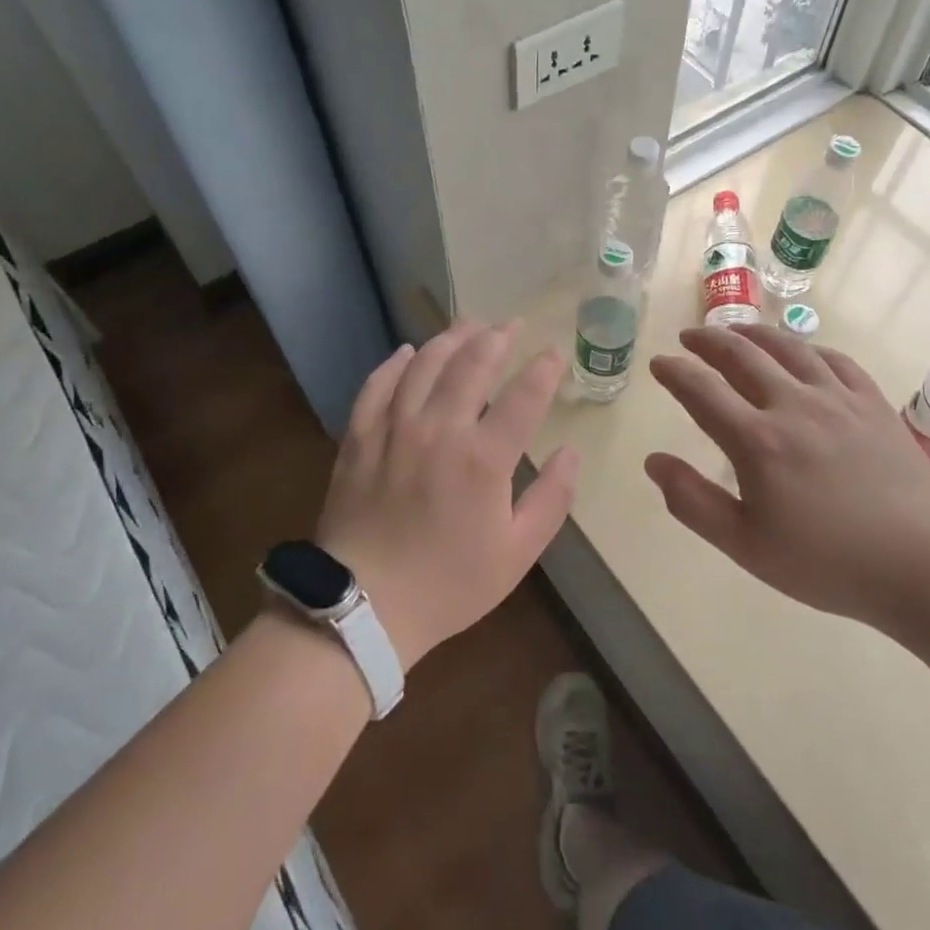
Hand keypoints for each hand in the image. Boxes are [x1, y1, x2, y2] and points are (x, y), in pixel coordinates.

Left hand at [315, 322, 579, 668]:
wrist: (363, 606)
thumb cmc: (449, 584)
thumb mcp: (517, 553)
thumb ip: (552, 498)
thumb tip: (571, 452)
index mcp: (484, 458)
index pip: (524, 396)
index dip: (543, 369)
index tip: (554, 353)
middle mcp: (439, 430)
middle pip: (471, 365)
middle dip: (497, 338)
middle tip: (512, 324)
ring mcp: (394, 429)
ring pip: (424, 365)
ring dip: (450, 339)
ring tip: (469, 325)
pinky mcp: (359, 438)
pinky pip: (377, 386)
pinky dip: (395, 364)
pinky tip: (407, 352)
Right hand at [645, 324, 929, 629]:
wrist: (921, 564)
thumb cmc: (826, 562)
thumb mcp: (745, 545)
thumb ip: (693, 501)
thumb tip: (653, 461)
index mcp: (757, 441)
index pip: (702, 391)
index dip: (675, 372)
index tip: (659, 363)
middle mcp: (794, 405)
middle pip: (742, 356)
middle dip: (708, 341)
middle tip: (689, 338)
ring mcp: (838, 399)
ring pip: (789, 348)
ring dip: (754, 333)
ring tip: (736, 331)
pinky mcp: (873, 403)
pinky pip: (835, 360)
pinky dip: (808, 349)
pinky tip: (801, 352)